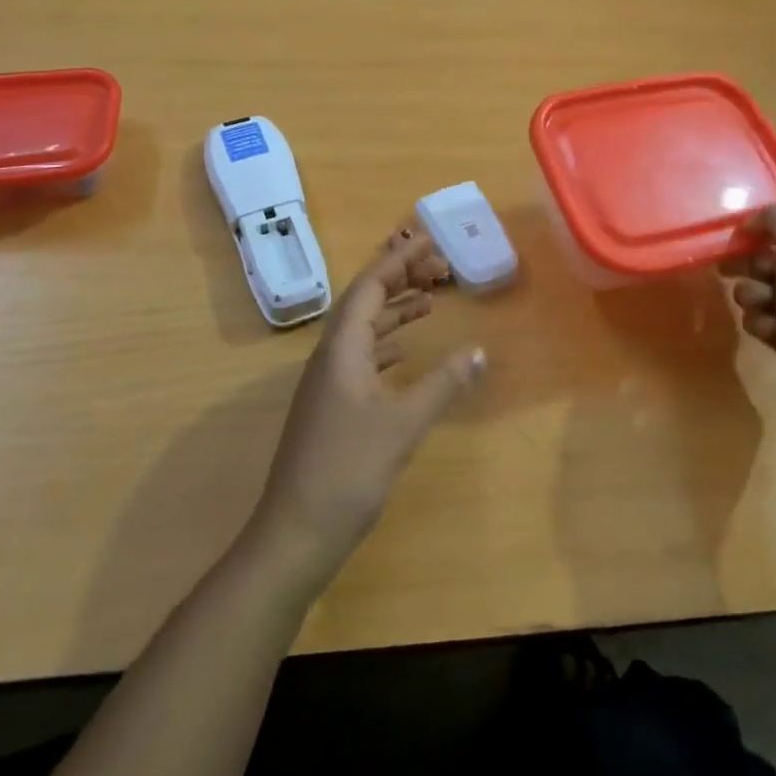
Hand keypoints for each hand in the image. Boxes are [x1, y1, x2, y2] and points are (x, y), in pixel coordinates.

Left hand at [250, 227, 486, 587]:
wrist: (296, 533)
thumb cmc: (348, 471)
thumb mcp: (402, 425)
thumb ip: (442, 384)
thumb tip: (479, 351)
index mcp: (342, 348)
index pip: (370, 286)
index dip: (399, 261)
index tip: (429, 242)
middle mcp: (331, 355)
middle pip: (365, 301)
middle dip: (399, 278)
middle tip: (438, 266)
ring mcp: (328, 381)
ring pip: (364, 329)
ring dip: (395, 310)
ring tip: (430, 299)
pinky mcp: (332, 405)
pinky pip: (363, 355)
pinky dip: (388, 343)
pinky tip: (406, 351)